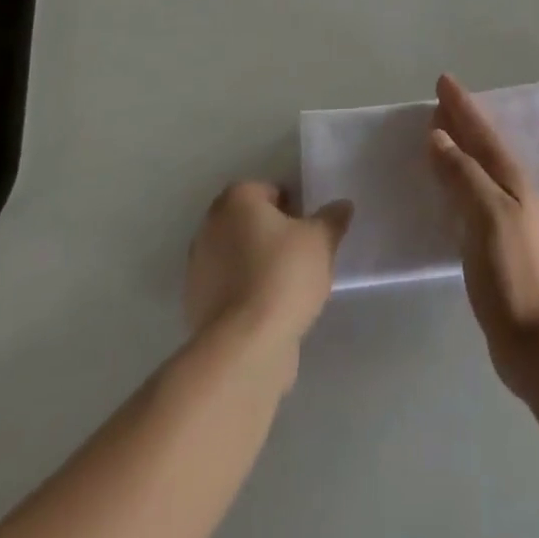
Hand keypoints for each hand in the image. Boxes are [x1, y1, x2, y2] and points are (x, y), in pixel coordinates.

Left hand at [184, 182, 352, 354]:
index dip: (293, 208)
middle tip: (301, 255)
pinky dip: (246, 293)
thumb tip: (342, 206)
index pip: (269, 191)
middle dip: (273, 235)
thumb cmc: (283, 275)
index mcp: (236, 200)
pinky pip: (230, 287)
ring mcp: (198, 267)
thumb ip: (332, 219)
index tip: (309, 230)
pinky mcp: (196, 304)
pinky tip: (269, 311)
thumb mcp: (321, 241)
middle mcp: (211, 225)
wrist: (243, 346)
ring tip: (288, 287)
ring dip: (258, 265)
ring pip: (238, 255)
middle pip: (250, 222)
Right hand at [428, 74, 538, 400]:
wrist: (533, 339)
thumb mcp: (486, 214)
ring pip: (476, 169)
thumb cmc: (511, 271)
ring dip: (458, 148)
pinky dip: (455, 179)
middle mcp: (510, 192)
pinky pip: (469, 194)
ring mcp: (504, 218)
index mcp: (510, 180)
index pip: (481, 132)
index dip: (462, 106)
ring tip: (438, 134)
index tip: (443, 81)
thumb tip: (438, 137)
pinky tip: (445, 188)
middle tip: (438, 102)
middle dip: (461, 121)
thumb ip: (462, 173)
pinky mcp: (493, 243)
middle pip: (481, 146)